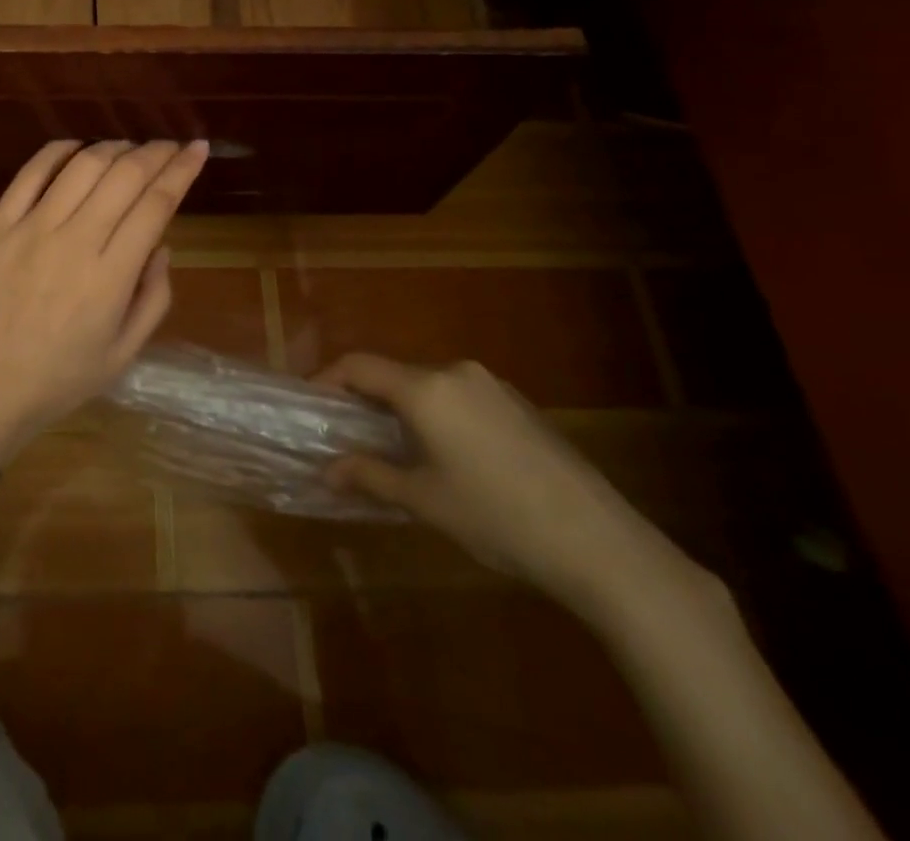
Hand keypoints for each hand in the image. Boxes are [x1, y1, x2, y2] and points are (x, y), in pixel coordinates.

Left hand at [0, 139, 209, 465]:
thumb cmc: (60, 380)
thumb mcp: (125, 353)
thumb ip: (154, 297)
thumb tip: (161, 245)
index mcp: (110, 277)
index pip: (156, 204)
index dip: (182, 170)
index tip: (198, 148)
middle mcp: (74, 242)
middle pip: (124, 175)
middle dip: (156, 152)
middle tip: (170, 146)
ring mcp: (30, 229)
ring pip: (82, 166)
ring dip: (114, 147)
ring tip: (130, 148)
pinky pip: (31, 172)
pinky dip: (60, 151)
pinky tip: (78, 149)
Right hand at [317, 355, 701, 618]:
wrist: (600, 543)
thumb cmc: (497, 517)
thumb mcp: (424, 501)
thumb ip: (370, 475)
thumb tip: (328, 470)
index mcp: (426, 388)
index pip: (359, 365)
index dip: (327, 379)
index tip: (310, 404)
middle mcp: (456, 372)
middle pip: (395, 374)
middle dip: (366, 400)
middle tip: (350, 436)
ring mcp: (493, 385)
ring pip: (429, 386)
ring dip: (404, 409)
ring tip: (396, 450)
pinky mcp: (520, 404)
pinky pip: (461, 397)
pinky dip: (438, 415)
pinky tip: (448, 456)